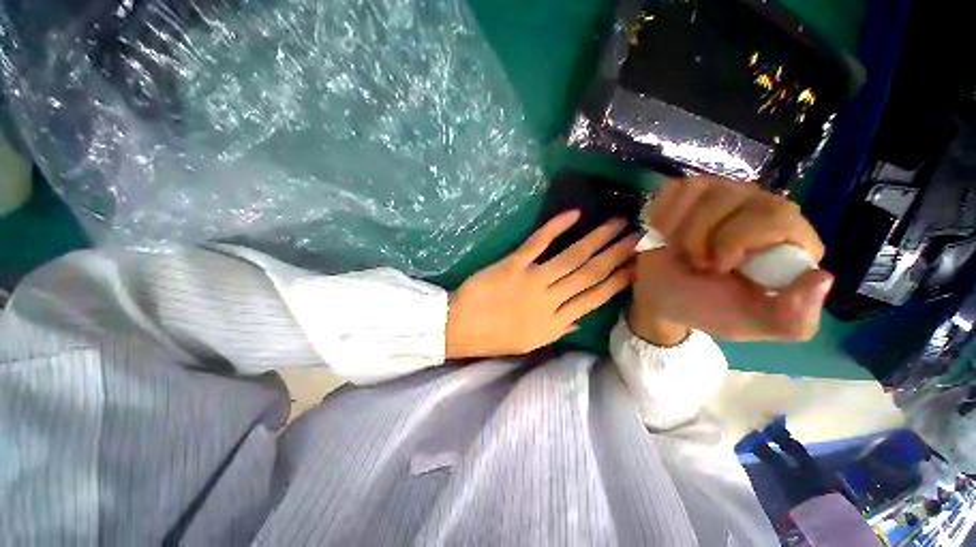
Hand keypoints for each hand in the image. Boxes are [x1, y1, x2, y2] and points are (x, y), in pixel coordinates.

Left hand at [446, 211, 638, 358]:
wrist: (459, 328)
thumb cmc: (494, 338)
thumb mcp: (530, 343)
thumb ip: (558, 330)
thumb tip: (581, 319)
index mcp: (555, 323)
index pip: (596, 298)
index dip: (620, 280)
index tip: (640, 266)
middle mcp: (550, 301)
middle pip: (590, 274)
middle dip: (618, 254)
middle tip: (640, 236)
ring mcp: (531, 281)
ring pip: (571, 257)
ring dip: (597, 238)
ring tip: (618, 223)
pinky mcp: (512, 265)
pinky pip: (537, 244)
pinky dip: (555, 227)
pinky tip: (573, 214)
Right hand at [629, 176, 833, 344]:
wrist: (661, 297)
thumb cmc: (705, 308)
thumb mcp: (751, 323)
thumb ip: (794, 318)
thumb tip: (822, 277)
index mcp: (788, 242)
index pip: (776, 217)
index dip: (737, 240)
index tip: (716, 267)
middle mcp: (762, 209)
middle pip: (734, 197)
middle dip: (700, 236)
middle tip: (695, 262)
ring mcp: (725, 195)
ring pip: (702, 191)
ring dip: (677, 229)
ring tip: (679, 250)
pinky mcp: (691, 193)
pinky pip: (676, 188)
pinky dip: (663, 214)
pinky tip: (664, 233)